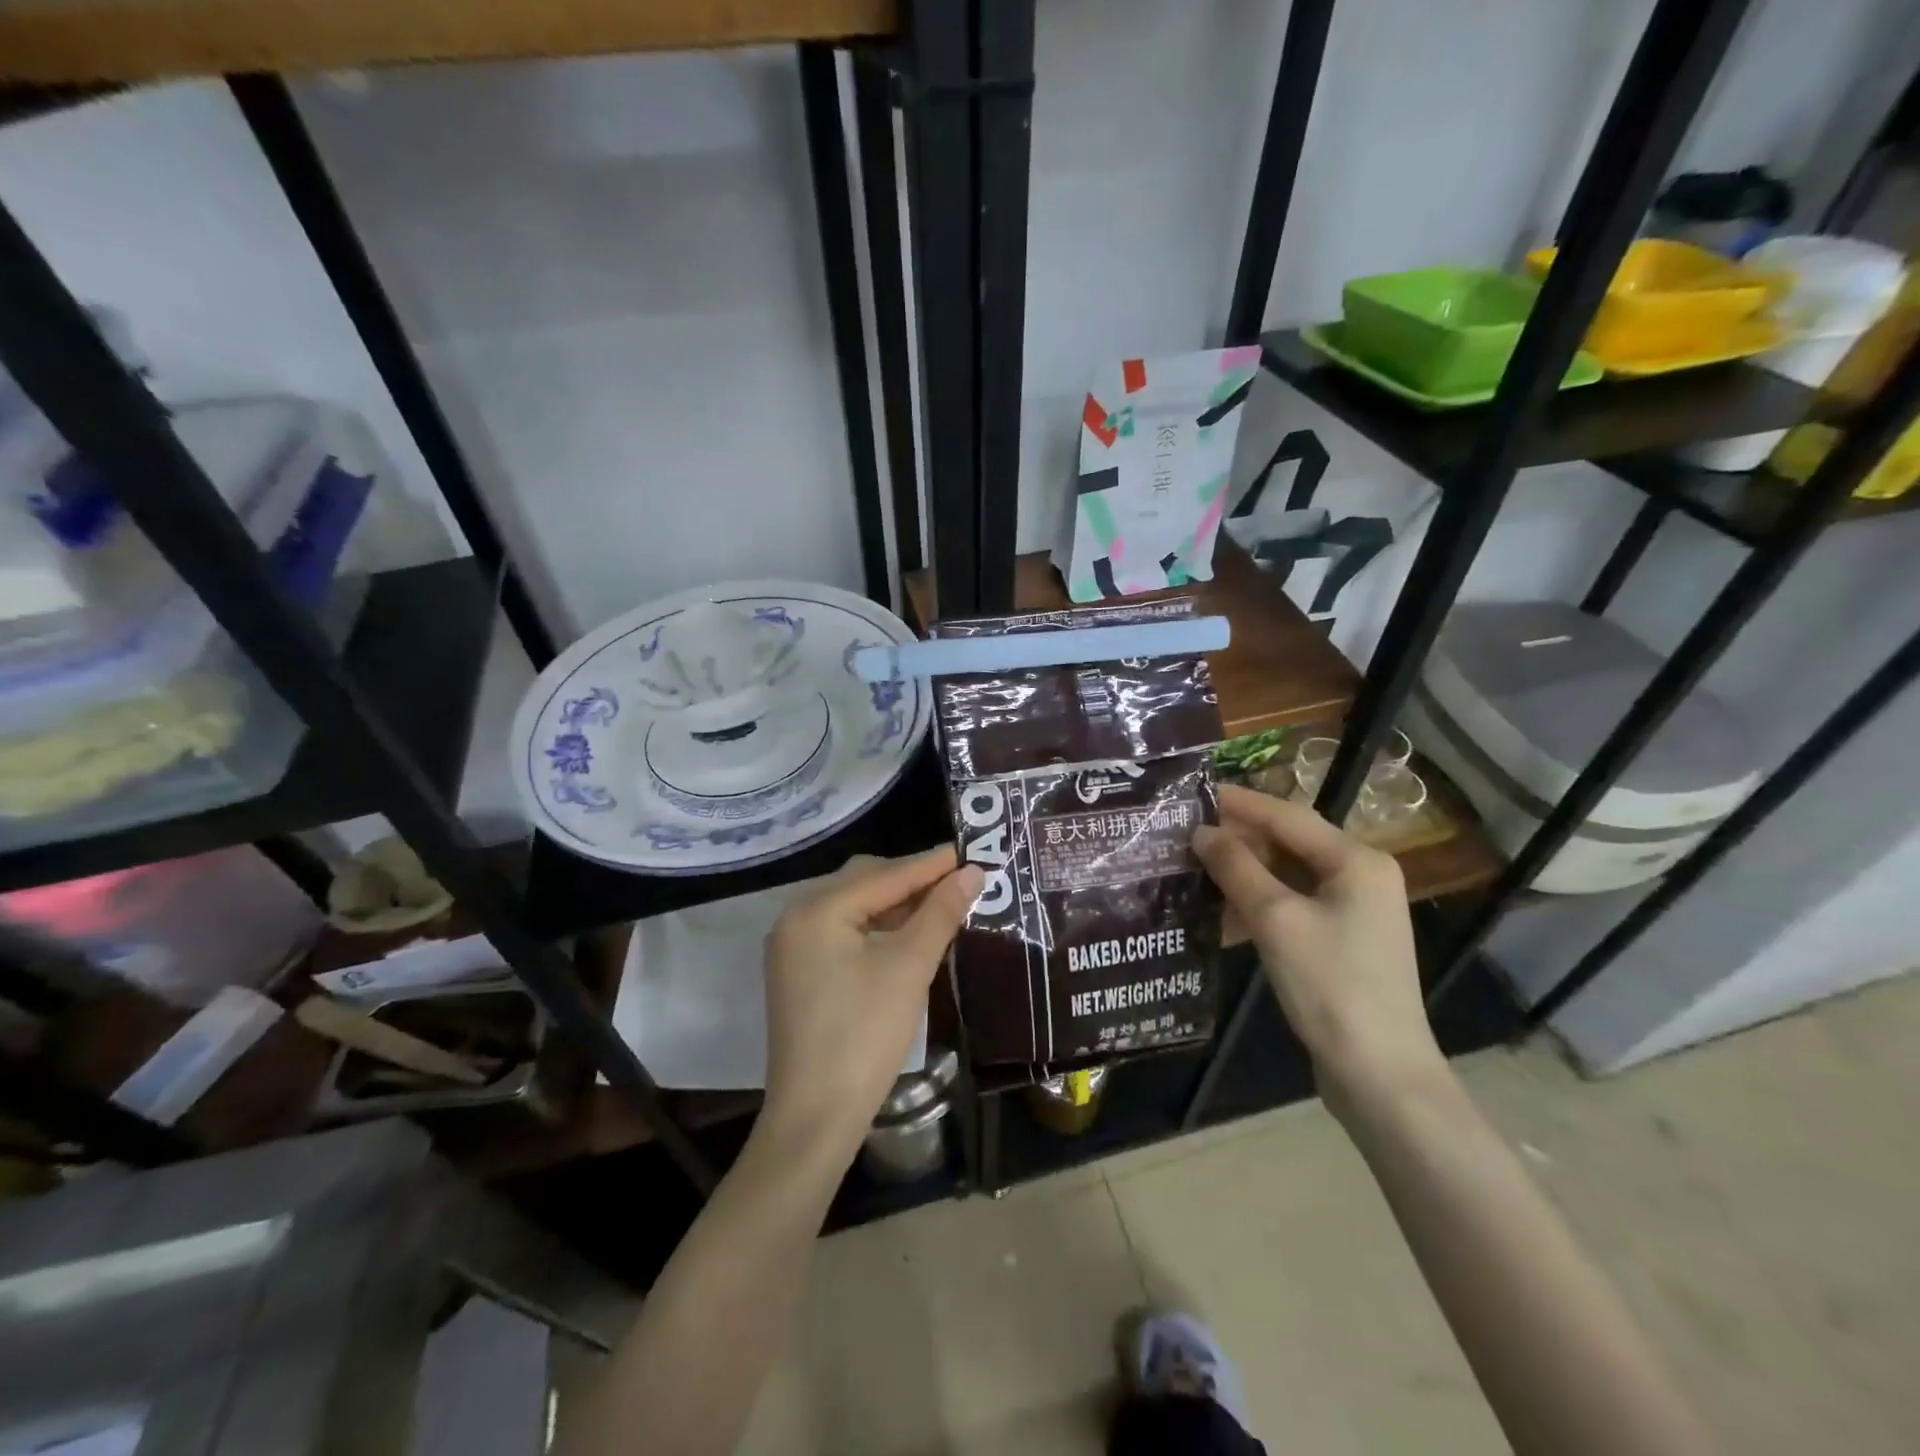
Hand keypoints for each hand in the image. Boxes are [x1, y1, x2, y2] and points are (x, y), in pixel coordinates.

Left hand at [760, 848, 983, 1160]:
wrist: (816, 1117)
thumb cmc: (865, 1035)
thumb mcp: (909, 968)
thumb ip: (940, 913)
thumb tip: (973, 872)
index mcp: (817, 909)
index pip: (885, 874)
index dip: (931, 864)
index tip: (972, 851)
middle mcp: (796, 917)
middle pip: (864, 882)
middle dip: (912, 880)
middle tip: (960, 880)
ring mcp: (793, 946)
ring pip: (854, 907)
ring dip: (896, 904)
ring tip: (942, 904)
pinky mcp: (799, 971)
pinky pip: (843, 931)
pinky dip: (877, 928)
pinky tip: (909, 934)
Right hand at [1193, 784, 1445, 1113]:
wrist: (1379, 1074)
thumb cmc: (1331, 986)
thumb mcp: (1276, 919)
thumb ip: (1236, 868)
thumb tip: (1201, 832)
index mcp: (1357, 861)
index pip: (1288, 816)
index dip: (1239, 803)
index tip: (1194, 793)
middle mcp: (1360, 876)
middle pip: (1289, 843)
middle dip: (1237, 840)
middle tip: (1185, 834)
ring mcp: (1353, 911)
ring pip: (1286, 876)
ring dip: (1242, 873)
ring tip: (1193, 869)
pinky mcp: (1340, 941)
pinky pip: (1291, 905)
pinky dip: (1257, 904)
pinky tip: (1219, 912)